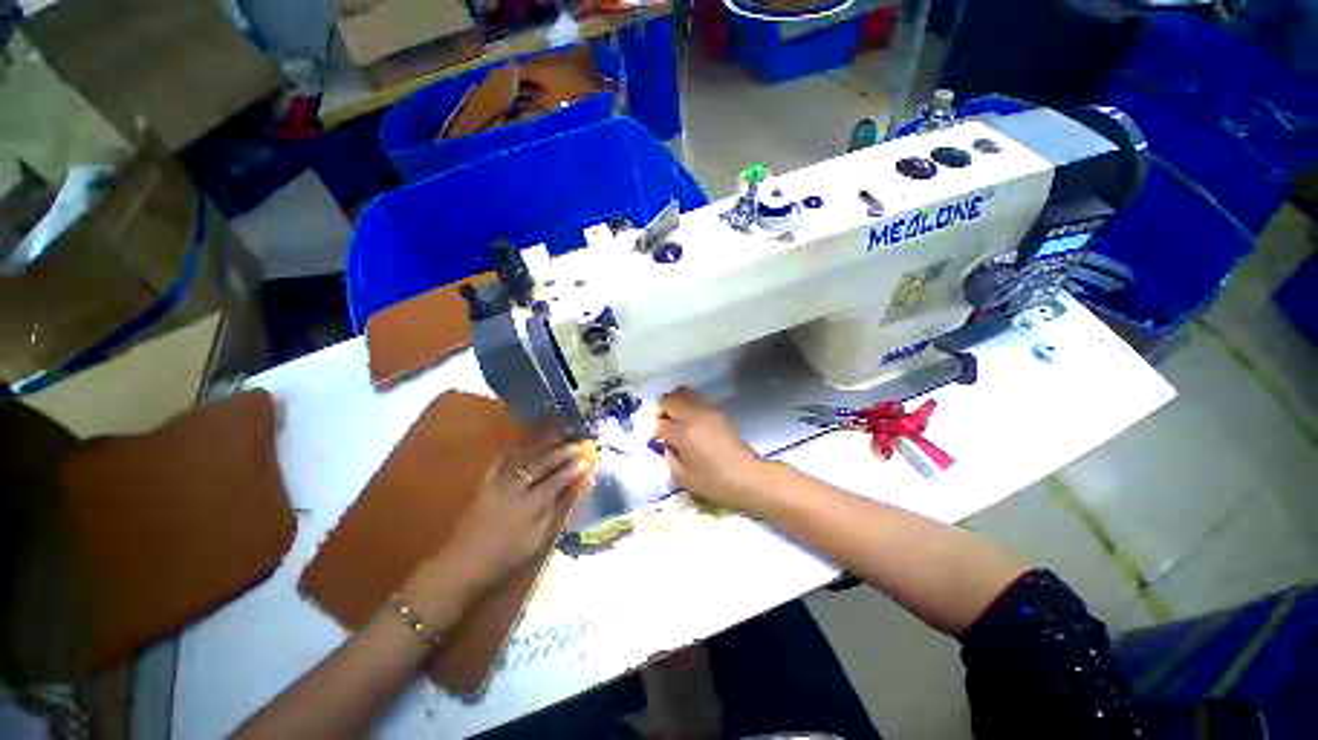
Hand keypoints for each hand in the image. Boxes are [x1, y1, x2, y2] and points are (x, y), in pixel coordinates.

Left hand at [415, 433, 591, 606]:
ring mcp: (497, 485)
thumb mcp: (535, 542)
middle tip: (575, 445)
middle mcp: (515, 490)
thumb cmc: (505, 557)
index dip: (571, 471)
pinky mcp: (484, 485)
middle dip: (560, 454)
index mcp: (529, 506)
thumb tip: (566, 492)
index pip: (555, 482)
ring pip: (522, 460)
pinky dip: (511, 452)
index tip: (585, 460)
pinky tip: (521, 443)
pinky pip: (498, 463)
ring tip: (554, 438)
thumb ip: (551, 514)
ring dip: (540, 448)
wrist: (464, 563)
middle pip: (540, 466)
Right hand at [652, 387, 773, 510]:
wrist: (748, 476)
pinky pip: (696, 398)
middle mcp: (693, 416)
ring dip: (674, 403)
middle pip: (669, 399)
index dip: (651, 432)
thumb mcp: (684, 478)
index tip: (651, 441)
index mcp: (683, 433)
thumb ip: (669, 458)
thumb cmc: (715, 482)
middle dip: (660, 410)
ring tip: (674, 419)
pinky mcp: (717, 411)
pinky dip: (688, 403)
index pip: (658, 424)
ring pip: (683, 392)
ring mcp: (707, 410)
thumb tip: (665, 445)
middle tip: (660, 425)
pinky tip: (690, 420)